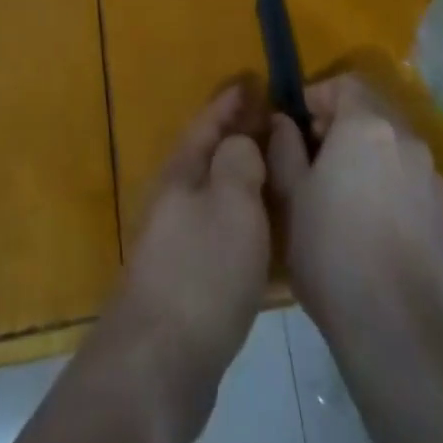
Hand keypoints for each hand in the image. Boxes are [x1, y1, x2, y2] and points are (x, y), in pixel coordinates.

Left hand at [109, 85, 270, 387]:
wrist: (159, 364)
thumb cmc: (201, 271)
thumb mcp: (232, 201)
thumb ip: (240, 160)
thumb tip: (242, 140)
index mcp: (183, 171)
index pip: (209, 121)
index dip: (232, 100)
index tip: (255, 79)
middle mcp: (176, 199)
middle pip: (211, 156)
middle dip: (241, 136)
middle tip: (279, 124)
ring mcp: (179, 242)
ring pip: (219, 195)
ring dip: (246, 179)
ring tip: (283, 173)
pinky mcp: (189, 281)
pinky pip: (224, 233)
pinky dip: (248, 223)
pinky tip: (271, 236)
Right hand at [268, 74, 442, 339]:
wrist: (396, 326)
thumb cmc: (331, 249)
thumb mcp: (291, 194)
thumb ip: (285, 146)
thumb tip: (284, 121)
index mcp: (367, 124)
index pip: (345, 83)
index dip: (318, 95)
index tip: (297, 123)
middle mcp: (405, 137)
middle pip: (372, 109)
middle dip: (341, 121)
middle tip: (313, 153)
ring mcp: (430, 173)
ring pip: (392, 142)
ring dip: (366, 149)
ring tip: (340, 187)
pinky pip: (409, 173)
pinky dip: (388, 177)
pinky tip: (370, 216)